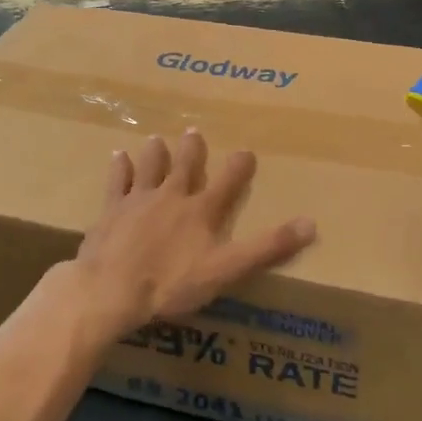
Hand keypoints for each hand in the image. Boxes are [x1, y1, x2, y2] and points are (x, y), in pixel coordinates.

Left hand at [45, 130, 316, 347]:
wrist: (111, 289)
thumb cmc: (171, 283)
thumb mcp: (227, 269)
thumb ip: (268, 247)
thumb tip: (311, 223)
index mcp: (201, 211)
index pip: (228, 182)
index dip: (239, 166)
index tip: (247, 150)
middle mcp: (172, 197)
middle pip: (184, 167)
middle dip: (192, 150)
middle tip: (193, 131)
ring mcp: (138, 201)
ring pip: (150, 169)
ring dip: (155, 154)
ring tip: (157, 138)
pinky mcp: (111, 212)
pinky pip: (117, 183)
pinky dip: (119, 169)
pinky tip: (117, 156)